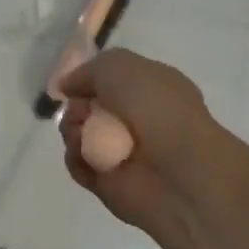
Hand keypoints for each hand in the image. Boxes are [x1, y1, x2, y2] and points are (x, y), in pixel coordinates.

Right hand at [57, 49, 248, 244]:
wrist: (180, 172)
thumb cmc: (156, 107)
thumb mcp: (118, 65)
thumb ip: (87, 70)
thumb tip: (68, 87)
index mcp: (150, 89)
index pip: (110, 80)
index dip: (89, 79)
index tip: (74, 83)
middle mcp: (137, 119)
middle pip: (88, 107)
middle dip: (77, 106)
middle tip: (81, 112)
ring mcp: (123, 152)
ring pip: (79, 134)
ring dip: (73, 130)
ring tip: (82, 136)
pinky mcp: (109, 183)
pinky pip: (79, 164)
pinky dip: (76, 158)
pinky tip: (85, 156)